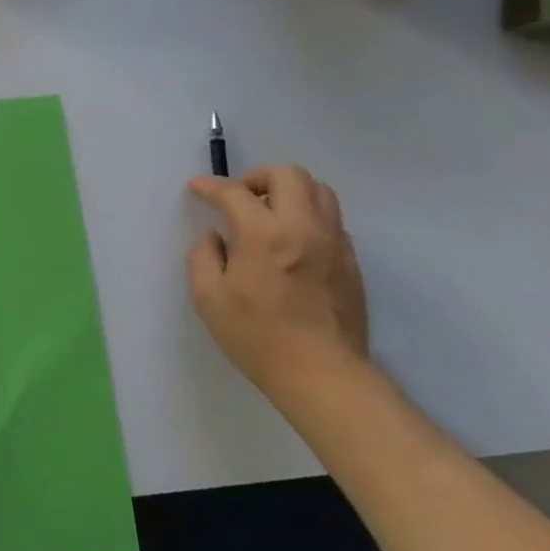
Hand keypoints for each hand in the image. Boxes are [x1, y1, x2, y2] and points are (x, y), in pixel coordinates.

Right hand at [187, 165, 370, 409]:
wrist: (322, 375)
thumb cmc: (257, 337)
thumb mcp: (208, 298)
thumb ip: (204, 257)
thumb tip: (215, 238)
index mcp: (264, 235)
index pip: (235, 192)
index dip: (211, 186)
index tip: (198, 188)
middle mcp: (304, 228)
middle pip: (289, 175)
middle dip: (257, 178)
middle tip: (239, 198)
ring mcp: (334, 243)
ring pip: (319, 191)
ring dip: (289, 192)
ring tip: (268, 214)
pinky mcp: (350, 261)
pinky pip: (331, 220)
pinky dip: (307, 216)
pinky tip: (290, 241)